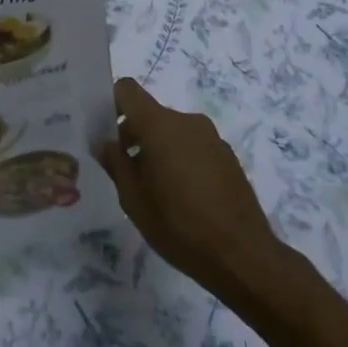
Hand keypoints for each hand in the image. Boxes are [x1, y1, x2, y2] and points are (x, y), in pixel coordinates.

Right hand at [96, 78, 280, 303]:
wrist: (243, 256)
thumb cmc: (179, 226)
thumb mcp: (133, 200)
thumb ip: (115, 164)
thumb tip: (104, 143)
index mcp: (160, 125)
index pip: (127, 90)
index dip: (111, 103)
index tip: (105, 132)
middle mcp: (187, 121)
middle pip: (150, 113)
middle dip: (133, 134)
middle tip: (125, 170)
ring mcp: (211, 137)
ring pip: (172, 131)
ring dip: (158, 149)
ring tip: (156, 189)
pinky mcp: (228, 156)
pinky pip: (194, 146)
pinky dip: (181, 159)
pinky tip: (184, 197)